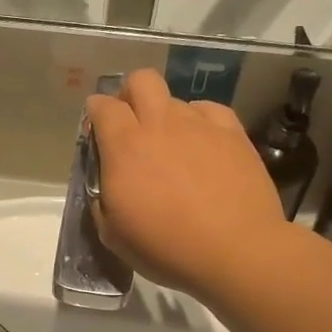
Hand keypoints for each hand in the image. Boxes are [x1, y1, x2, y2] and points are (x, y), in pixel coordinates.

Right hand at [85, 69, 286, 299]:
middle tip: (133, 126)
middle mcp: (160, 124)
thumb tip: (106, 184)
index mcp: (124, 146)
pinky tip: (204, 145)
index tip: (97, 134)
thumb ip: (101, 199)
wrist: (236, 251)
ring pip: (176, 99)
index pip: (101, 106)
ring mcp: (200, 124)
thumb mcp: (112, 234)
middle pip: (141, 80)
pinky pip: (210, 111)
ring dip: (167, 116)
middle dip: (131, 95)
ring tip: (173, 147)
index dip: (95, 114)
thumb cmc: (166, 248)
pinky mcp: (233, 133)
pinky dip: (201, 122)